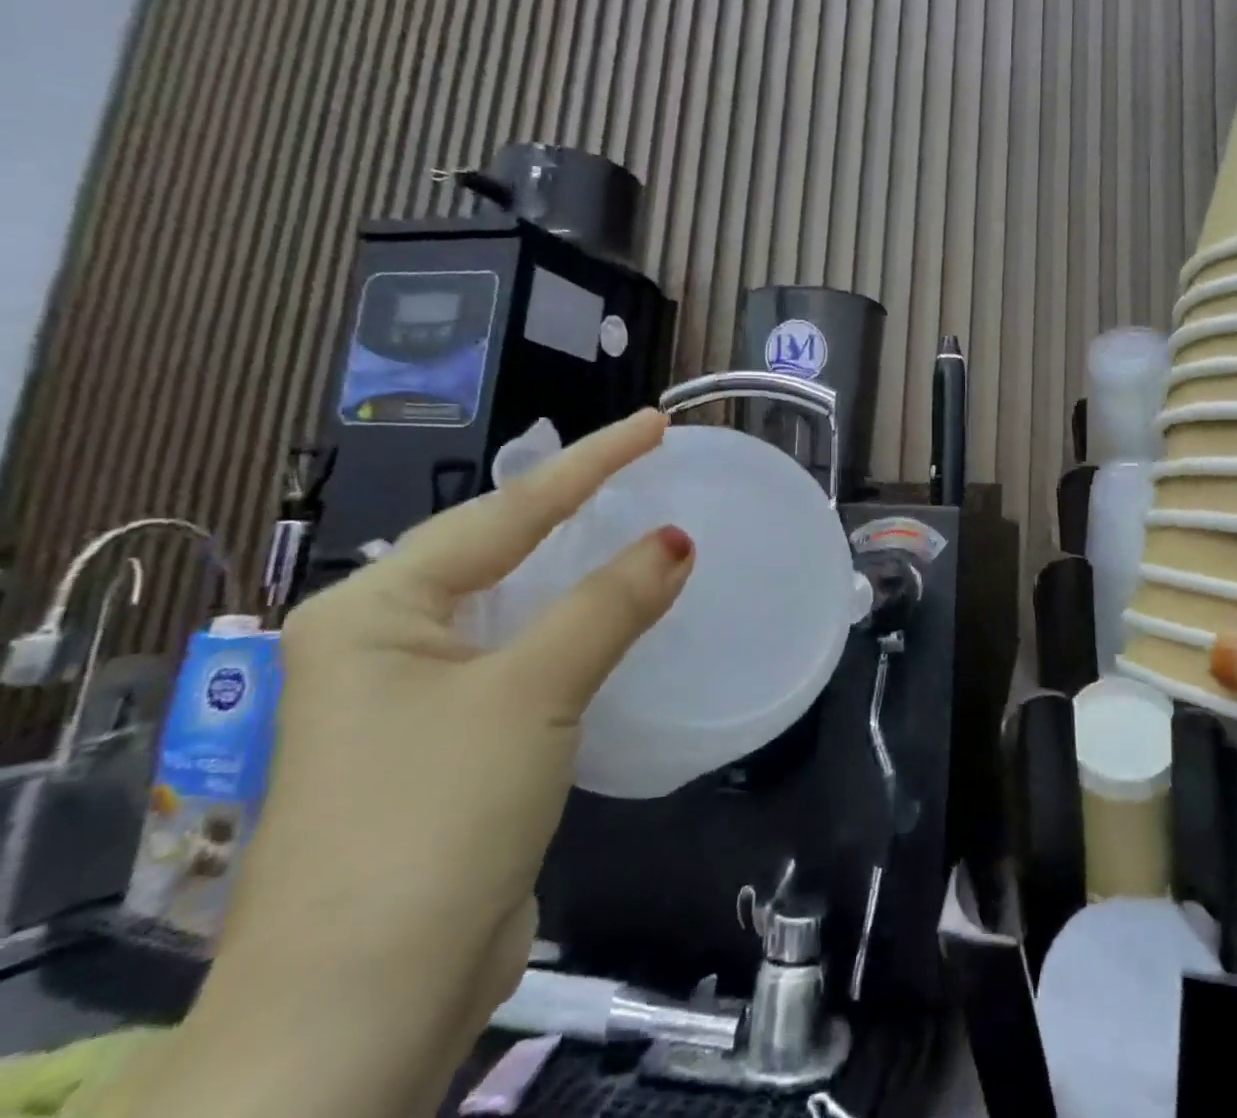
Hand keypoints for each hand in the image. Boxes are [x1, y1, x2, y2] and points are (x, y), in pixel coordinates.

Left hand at [152, 409, 692, 1117]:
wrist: (365, 1006)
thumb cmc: (434, 819)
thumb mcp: (531, 694)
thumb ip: (609, 605)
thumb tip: (677, 540)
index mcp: (376, 610)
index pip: (506, 511)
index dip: (590, 462)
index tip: (653, 423)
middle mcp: (386, 641)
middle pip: (502, 548)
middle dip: (577, 505)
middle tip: (648, 465)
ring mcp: (416, 696)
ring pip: (517, 604)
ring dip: (581, 568)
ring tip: (640, 522)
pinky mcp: (453, 742)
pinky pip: (527, 654)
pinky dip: (576, 628)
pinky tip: (616, 614)